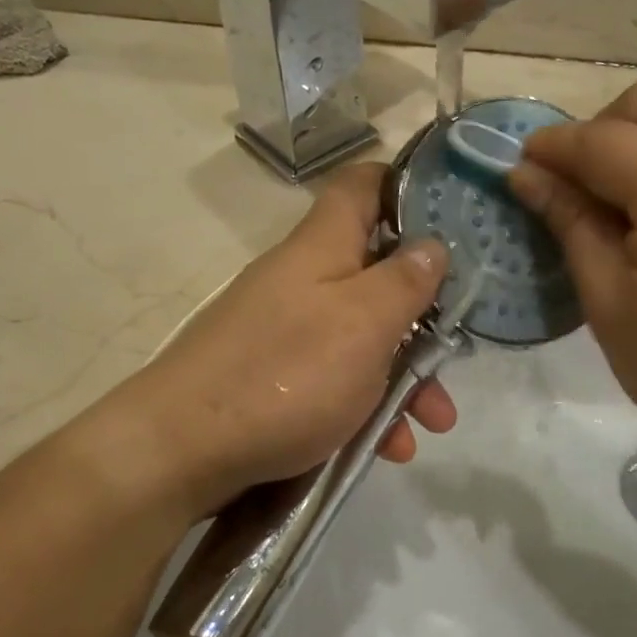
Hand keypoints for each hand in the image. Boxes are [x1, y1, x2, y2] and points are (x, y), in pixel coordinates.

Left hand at [120, 163, 454, 516]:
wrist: (180, 450)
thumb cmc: (285, 375)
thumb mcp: (362, 323)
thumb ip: (405, 282)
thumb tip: (433, 245)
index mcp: (322, 247)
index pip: (362, 185)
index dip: (406, 186)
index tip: (451, 213)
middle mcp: (302, 280)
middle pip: (374, 273)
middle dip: (423, 314)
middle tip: (456, 350)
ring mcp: (285, 330)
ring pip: (361, 336)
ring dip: (403, 374)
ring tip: (432, 423)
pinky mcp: (273, 378)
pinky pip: (334, 380)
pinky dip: (366, 406)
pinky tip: (387, 446)